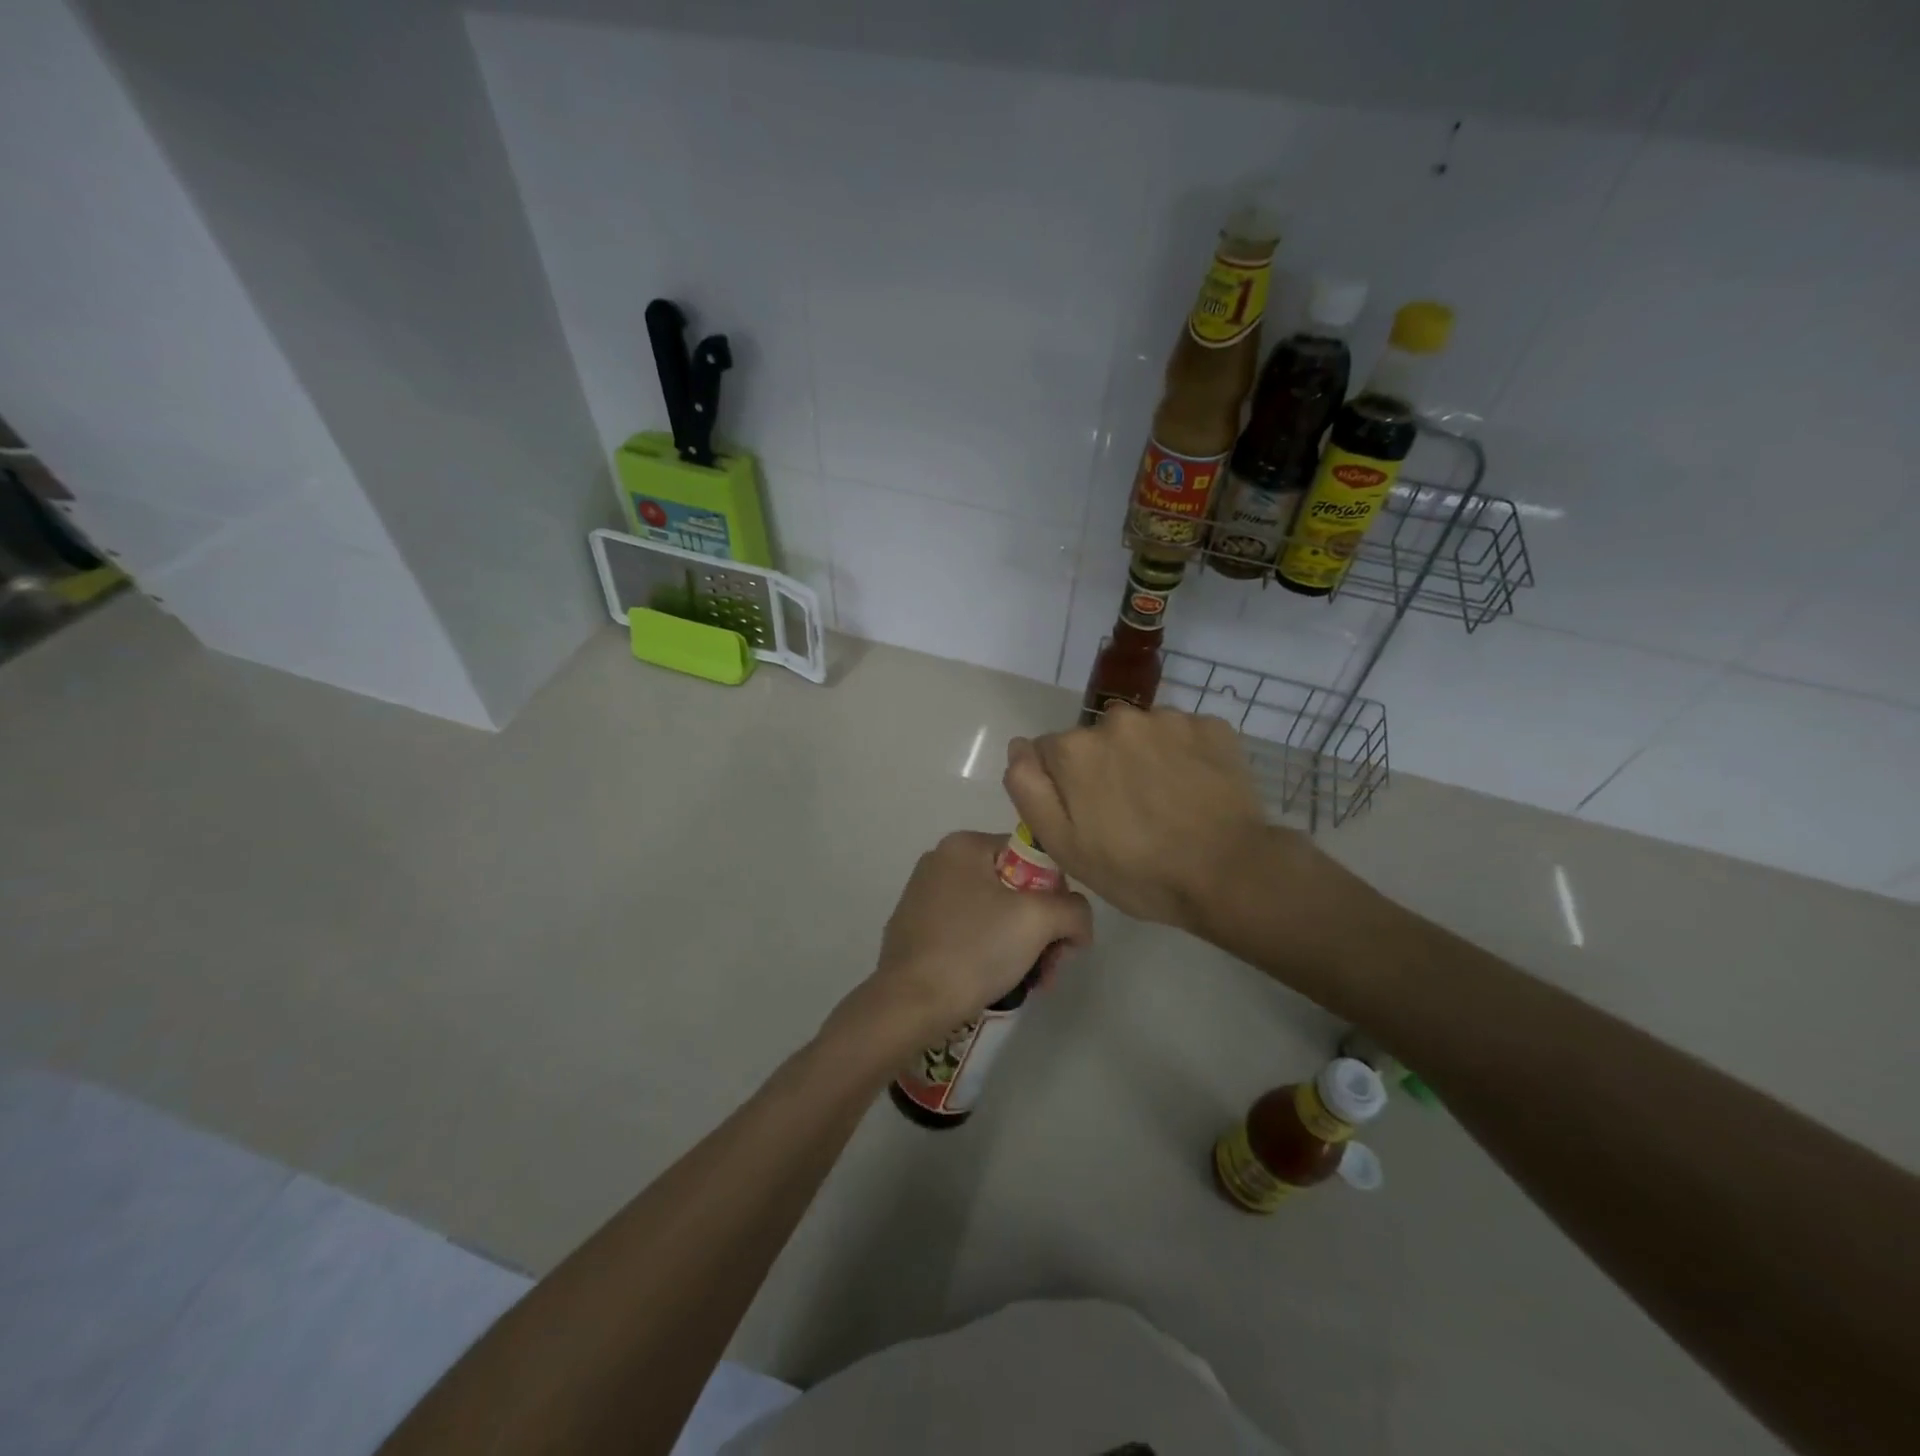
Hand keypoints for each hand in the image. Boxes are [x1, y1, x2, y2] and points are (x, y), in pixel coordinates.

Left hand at [841, 831, 1092, 1051]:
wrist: (910, 1004)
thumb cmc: (975, 950)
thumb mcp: (1039, 921)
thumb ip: (1074, 910)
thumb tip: (1077, 926)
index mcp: (964, 845)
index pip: (1032, 857)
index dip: (1056, 896)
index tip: (1060, 937)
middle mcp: (940, 861)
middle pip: (1015, 889)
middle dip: (1040, 930)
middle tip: (1049, 968)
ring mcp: (923, 896)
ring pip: (994, 914)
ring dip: (1021, 946)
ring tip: (1031, 982)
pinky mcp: (915, 929)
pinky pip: (968, 932)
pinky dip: (989, 953)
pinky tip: (996, 982)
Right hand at [1003, 705, 1311, 933]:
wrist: (1230, 874)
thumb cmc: (1137, 871)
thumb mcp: (1063, 845)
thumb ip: (1029, 789)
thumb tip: (1018, 746)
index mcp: (1075, 749)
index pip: (1050, 753)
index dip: (1064, 786)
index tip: (1087, 817)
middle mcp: (1116, 719)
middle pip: (1096, 740)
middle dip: (1104, 768)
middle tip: (1128, 815)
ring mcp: (1168, 719)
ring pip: (1141, 734)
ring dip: (1144, 758)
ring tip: (1166, 802)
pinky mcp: (1211, 726)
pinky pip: (1183, 735)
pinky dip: (1184, 756)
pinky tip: (1195, 790)